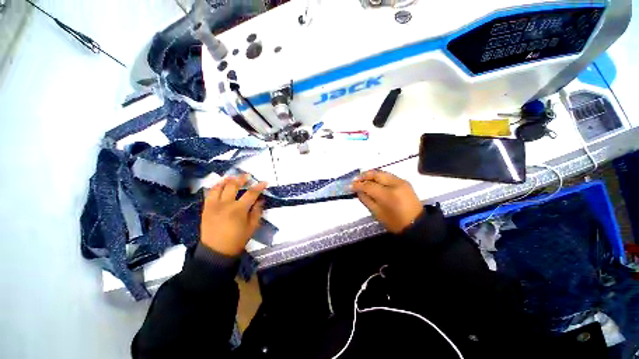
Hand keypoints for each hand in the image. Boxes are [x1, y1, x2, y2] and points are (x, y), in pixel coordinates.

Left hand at [200, 175, 267, 255]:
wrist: (215, 251)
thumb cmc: (237, 240)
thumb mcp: (252, 227)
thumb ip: (257, 211)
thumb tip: (260, 200)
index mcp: (239, 210)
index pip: (251, 193)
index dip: (259, 186)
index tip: (265, 182)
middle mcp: (225, 204)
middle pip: (234, 185)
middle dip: (242, 178)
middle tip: (247, 176)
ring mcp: (213, 205)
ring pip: (220, 186)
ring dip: (228, 180)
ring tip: (233, 177)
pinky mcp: (206, 208)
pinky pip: (210, 193)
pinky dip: (216, 186)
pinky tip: (221, 184)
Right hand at [351, 170, 422, 232]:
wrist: (416, 224)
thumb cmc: (395, 222)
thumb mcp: (377, 213)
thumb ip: (366, 200)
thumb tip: (358, 191)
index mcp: (388, 195)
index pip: (368, 185)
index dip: (357, 185)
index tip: (349, 186)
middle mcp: (395, 184)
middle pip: (376, 174)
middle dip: (364, 175)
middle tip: (355, 179)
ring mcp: (401, 181)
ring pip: (382, 173)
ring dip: (371, 175)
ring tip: (363, 179)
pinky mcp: (405, 182)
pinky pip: (388, 176)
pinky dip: (379, 177)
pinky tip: (374, 181)